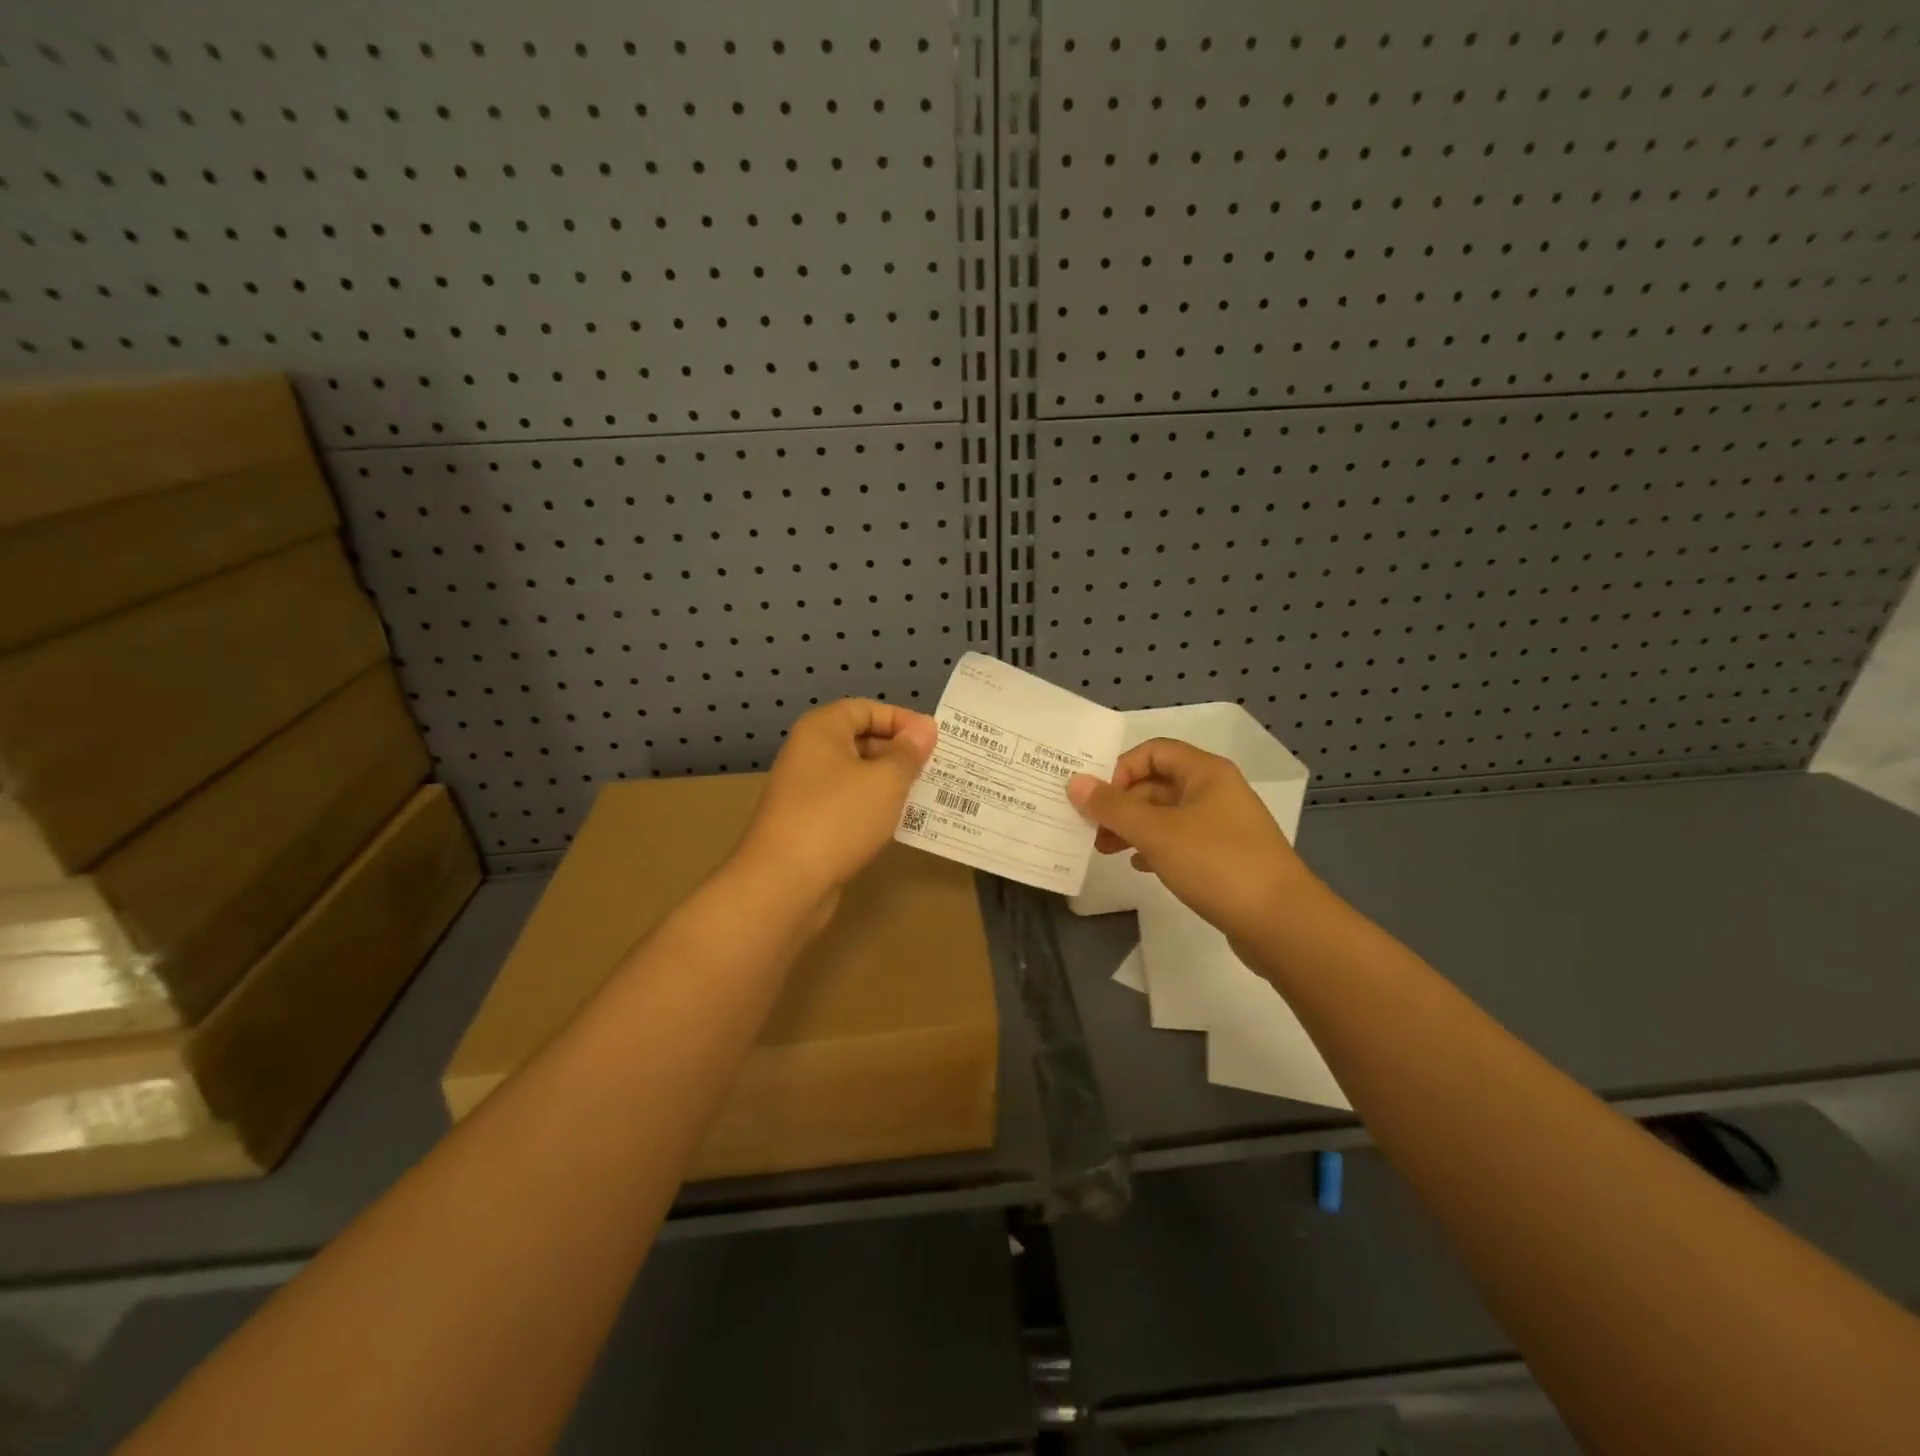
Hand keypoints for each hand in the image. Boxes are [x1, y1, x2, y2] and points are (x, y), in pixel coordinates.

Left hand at [734, 699, 936, 908]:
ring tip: (926, 795)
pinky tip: (899, 824)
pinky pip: (848, 806)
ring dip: (890, 784)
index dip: (901, 719)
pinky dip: (873, 810)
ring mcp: (805, 791)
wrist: (782, 883)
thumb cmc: (837, 818)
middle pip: (861, 740)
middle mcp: (809, 754)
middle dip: (899, 753)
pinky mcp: (808, 825)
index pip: (866, 708)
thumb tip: (924, 728)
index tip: (934, 740)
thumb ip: (908, 753)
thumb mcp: (885, 781)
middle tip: (936, 769)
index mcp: (822, 730)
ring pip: (856, 776)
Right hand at [1067, 739, 1317, 942]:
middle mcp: (1215, 792)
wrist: (1282, 923)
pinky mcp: (1225, 858)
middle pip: (1157, 783)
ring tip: (1105, 849)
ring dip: (1133, 827)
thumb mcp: (1157, 832)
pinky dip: (1155, 848)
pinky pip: (1180, 841)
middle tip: (1090, 829)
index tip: (1096, 799)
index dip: (1120, 769)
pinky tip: (1138, 866)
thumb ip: (1113, 807)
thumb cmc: (1217, 864)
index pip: (1153, 751)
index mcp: (1206, 773)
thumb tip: (1075, 782)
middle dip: (1121, 803)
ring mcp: (1223, 826)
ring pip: (1166, 815)